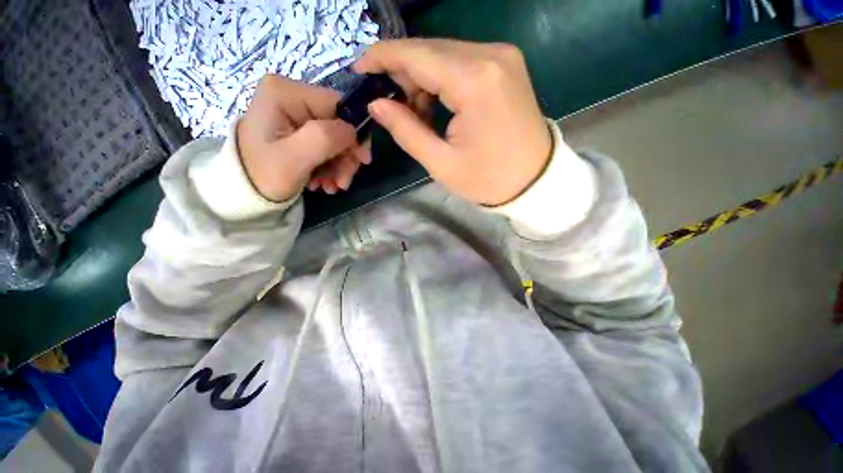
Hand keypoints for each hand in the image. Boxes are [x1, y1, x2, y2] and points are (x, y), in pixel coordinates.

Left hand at [237, 75, 370, 201]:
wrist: (242, 194)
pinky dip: (330, 168)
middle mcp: (292, 98)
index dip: (355, 134)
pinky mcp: (299, 131)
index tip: (361, 162)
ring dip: (339, 167)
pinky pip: (327, 148)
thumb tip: (355, 132)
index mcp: (286, 93)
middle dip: (345, 157)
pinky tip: (323, 183)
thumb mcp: (294, 158)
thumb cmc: (262, 176)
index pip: (339, 106)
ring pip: (336, 140)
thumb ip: (325, 139)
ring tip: (330, 187)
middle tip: (342, 183)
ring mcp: (296, 115)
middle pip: (339, 125)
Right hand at [355, 39, 551, 205]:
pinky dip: (442, 79)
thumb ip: (406, 130)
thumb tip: (376, 103)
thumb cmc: (488, 179)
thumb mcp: (441, 163)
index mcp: (475, 81)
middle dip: (402, 72)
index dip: (383, 57)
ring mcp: (502, 57)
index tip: (360, 67)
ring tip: (416, 113)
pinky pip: (462, 62)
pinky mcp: (506, 65)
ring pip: (445, 54)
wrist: (535, 180)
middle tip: (389, 103)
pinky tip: (437, 104)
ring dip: (422, 78)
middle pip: (430, 50)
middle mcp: (491, 56)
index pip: (417, 55)